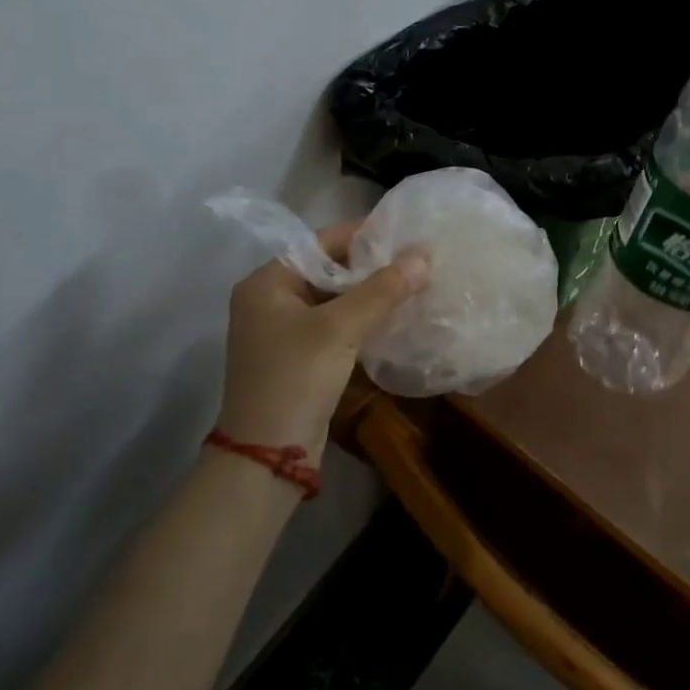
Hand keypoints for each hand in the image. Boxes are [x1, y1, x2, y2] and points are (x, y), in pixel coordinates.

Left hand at [220, 223, 429, 458]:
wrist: (268, 456)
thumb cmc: (296, 378)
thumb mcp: (340, 328)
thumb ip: (383, 289)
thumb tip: (423, 255)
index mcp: (266, 282)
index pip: (319, 242)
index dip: (361, 235)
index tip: (403, 233)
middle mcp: (269, 300)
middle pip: (327, 269)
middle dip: (369, 266)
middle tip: (414, 259)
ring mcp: (281, 331)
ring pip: (333, 299)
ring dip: (368, 293)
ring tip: (412, 283)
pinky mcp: (297, 357)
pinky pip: (333, 324)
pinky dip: (360, 318)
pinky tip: (393, 316)